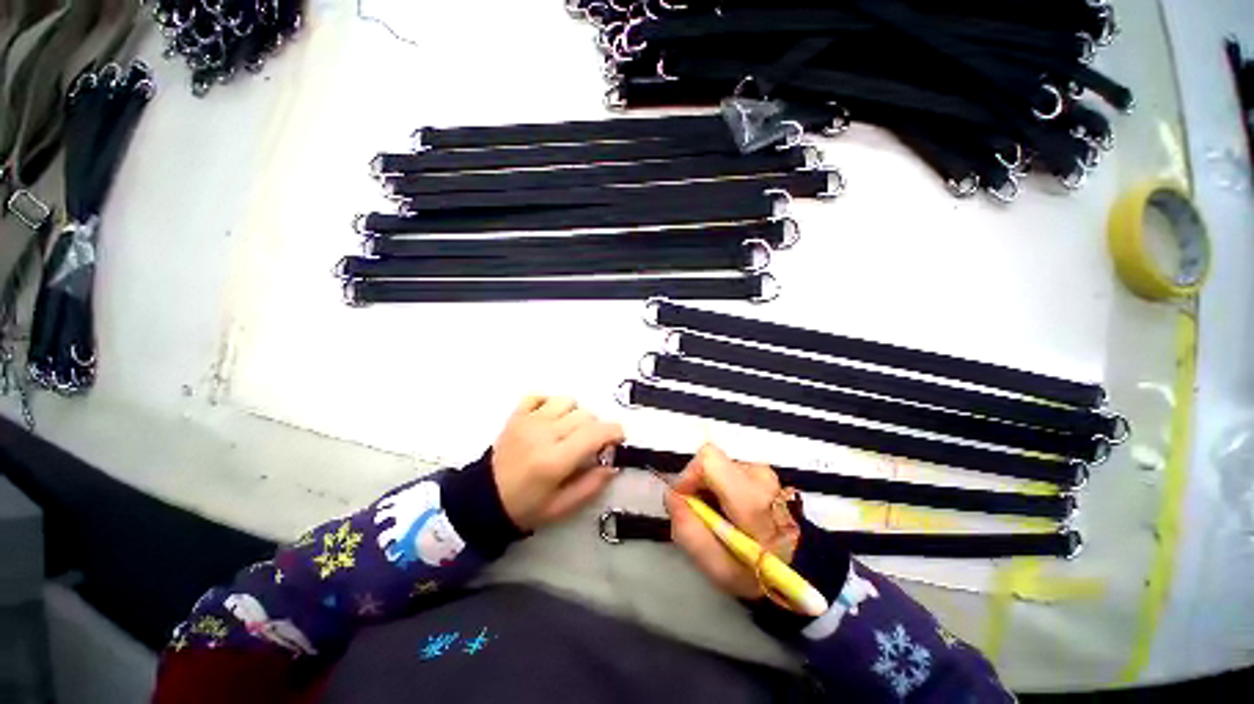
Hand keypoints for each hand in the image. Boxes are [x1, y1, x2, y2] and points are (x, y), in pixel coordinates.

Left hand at [492, 396, 624, 531]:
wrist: (483, 500)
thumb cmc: (525, 507)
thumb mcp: (562, 507)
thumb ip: (591, 486)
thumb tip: (613, 464)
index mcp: (555, 460)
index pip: (594, 433)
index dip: (614, 432)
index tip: (619, 439)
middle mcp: (543, 434)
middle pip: (585, 415)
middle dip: (596, 428)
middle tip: (590, 445)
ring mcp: (528, 421)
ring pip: (567, 401)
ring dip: (575, 414)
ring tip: (569, 431)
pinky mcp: (517, 415)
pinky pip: (540, 396)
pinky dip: (550, 403)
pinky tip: (550, 419)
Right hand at [664, 444, 798, 599]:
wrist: (806, 566)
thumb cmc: (762, 574)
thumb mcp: (719, 569)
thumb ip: (688, 531)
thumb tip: (671, 496)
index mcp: (749, 498)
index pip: (708, 459)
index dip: (688, 476)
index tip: (684, 502)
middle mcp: (757, 475)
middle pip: (709, 462)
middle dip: (695, 485)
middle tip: (699, 516)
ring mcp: (762, 471)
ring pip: (717, 466)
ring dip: (707, 488)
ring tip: (717, 516)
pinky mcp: (761, 472)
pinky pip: (728, 471)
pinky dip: (720, 488)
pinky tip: (729, 510)